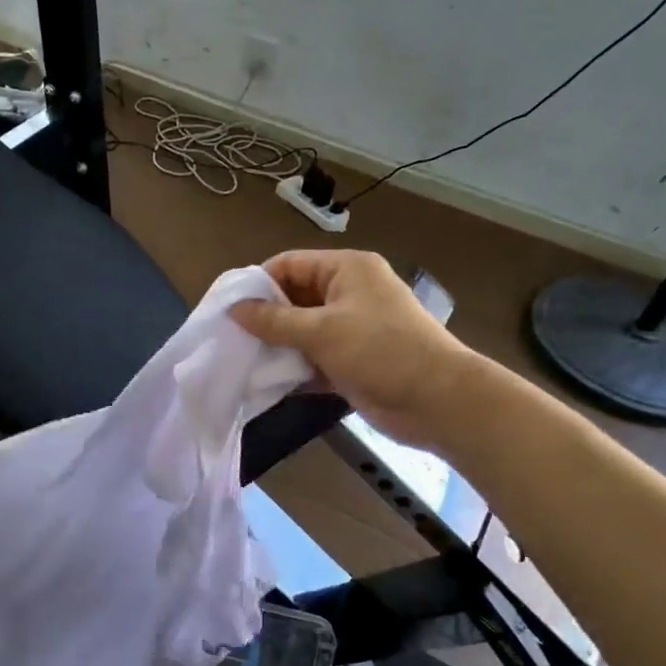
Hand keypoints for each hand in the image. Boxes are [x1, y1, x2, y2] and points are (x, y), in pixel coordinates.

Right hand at [230, 250, 468, 447]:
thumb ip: (274, 320)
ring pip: (302, 331)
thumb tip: (234, 309)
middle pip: (294, 298)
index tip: (227, 308)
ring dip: (276, 346)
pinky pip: (313, 359)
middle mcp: (348, 293)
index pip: (290, 264)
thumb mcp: (322, 331)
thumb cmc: (380, 350)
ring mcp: (351, 329)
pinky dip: (293, 369)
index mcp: (346, 270)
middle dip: (264, 318)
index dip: (258, 283)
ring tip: (241, 361)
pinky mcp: (352, 361)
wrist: (437, 401)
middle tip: (229, 338)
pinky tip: (266, 382)